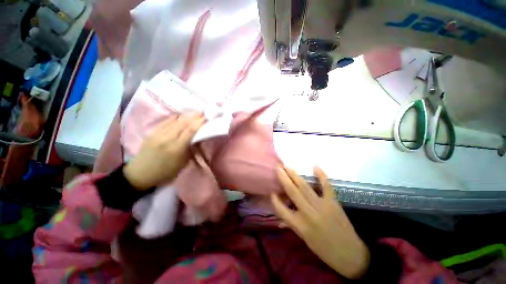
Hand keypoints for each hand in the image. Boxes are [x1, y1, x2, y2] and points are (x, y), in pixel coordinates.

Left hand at [123, 113, 205, 189]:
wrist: (141, 174)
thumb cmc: (166, 172)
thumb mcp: (183, 163)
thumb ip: (190, 149)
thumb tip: (196, 138)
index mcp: (176, 148)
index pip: (190, 131)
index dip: (198, 123)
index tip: (205, 117)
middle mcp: (167, 139)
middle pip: (183, 124)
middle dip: (194, 117)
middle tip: (202, 112)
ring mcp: (157, 134)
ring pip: (174, 121)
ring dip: (186, 116)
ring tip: (193, 112)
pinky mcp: (151, 133)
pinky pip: (165, 122)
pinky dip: (174, 118)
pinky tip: (179, 115)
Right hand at [271, 166, 369, 278]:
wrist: (350, 255)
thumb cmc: (324, 250)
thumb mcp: (305, 240)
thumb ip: (291, 226)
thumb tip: (279, 221)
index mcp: (300, 225)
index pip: (281, 210)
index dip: (275, 200)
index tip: (271, 191)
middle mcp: (308, 213)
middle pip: (292, 192)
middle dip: (283, 178)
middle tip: (278, 168)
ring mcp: (321, 206)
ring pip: (305, 187)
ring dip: (295, 175)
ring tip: (287, 167)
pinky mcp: (333, 202)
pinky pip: (326, 186)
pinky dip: (321, 176)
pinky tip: (315, 167)